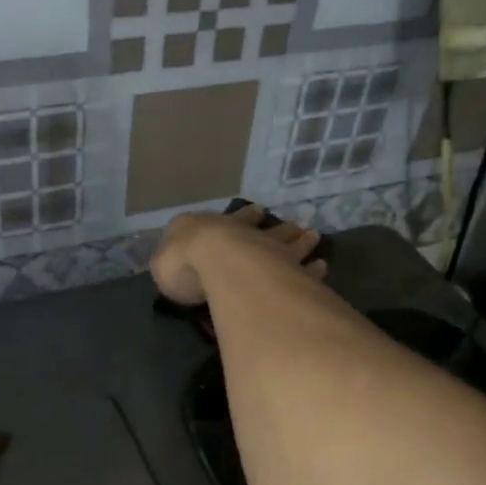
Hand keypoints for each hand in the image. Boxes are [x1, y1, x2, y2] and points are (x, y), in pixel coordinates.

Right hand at [150, 203, 326, 305]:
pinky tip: (322, 268)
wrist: (218, 262)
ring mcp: (272, 252)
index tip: (258, 210)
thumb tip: (173, 260)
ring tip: (314, 237)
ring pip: (290, 244)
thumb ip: (170, 261)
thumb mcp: (163, 263)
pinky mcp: (290, 273)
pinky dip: (313, 269)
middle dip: (279, 227)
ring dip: (301, 242)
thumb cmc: (186, 262)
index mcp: (213, 230)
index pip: (231, 220)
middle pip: (266, 230)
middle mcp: (246, 236)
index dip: (244, 217)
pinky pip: (306, 270)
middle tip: (296, 225)